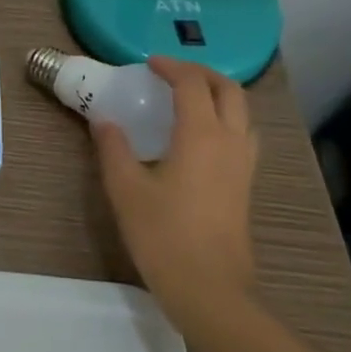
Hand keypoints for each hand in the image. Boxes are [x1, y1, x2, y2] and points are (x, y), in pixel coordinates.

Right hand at [90, 56, 259, 336]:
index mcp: (202, 136)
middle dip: (201, 73)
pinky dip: (224, 118)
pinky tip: (200, 136)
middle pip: (229, 91)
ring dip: (218, 94)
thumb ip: (113, 148)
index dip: (171, 67)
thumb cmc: (162, 234)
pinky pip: (243, 135)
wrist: (209, 288)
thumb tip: (104, 120)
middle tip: (171, 72)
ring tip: (187, 98)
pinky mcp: (246, 185)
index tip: (148, 63)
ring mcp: (244, 165)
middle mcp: (230, 142)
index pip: (193, 84)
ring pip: (242, 113)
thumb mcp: (125, 188)